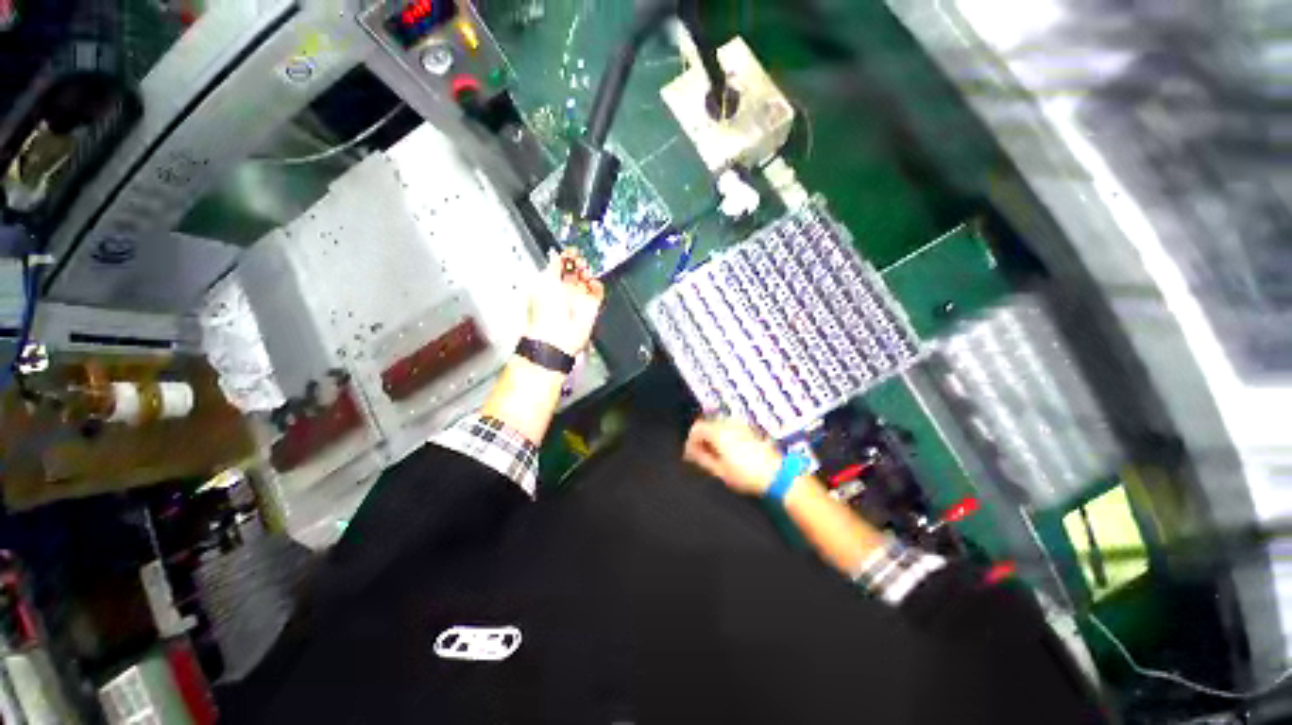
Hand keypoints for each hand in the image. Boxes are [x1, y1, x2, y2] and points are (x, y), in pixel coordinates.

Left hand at [525, 249, 604, 356]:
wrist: (558, 336)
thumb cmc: (545, 313)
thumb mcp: (546, 281)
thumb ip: (553, 265)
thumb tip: (554, 253)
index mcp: (549, 285)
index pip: (559, 267)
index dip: (565, 258)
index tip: (569, 251)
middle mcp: (564, 292)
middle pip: (575, 272)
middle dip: (578, 264)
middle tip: (579, 260)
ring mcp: (578, 300)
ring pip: (587, 281)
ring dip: (588, 273)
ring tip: (586, 270)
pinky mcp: (591, 308)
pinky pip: (598, 293)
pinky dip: (597, 286)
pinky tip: (593, 282)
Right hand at [684, 418, 783, 495]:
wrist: (778, 474)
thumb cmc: (746, 475)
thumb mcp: (720, 471)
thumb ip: (703, 459)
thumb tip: (691, 454)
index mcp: (718, 432)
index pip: (696, 428)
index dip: (690, 442)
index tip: (690, 456)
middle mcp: (728, 423)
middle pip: (707, 424)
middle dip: (701, 438)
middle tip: (700, 456)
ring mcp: (740, 424)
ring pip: (718, 425)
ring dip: (712, 437)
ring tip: (713, 454)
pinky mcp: (749, 429)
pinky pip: (729, 427)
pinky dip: (723, 436)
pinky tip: (726, 451)